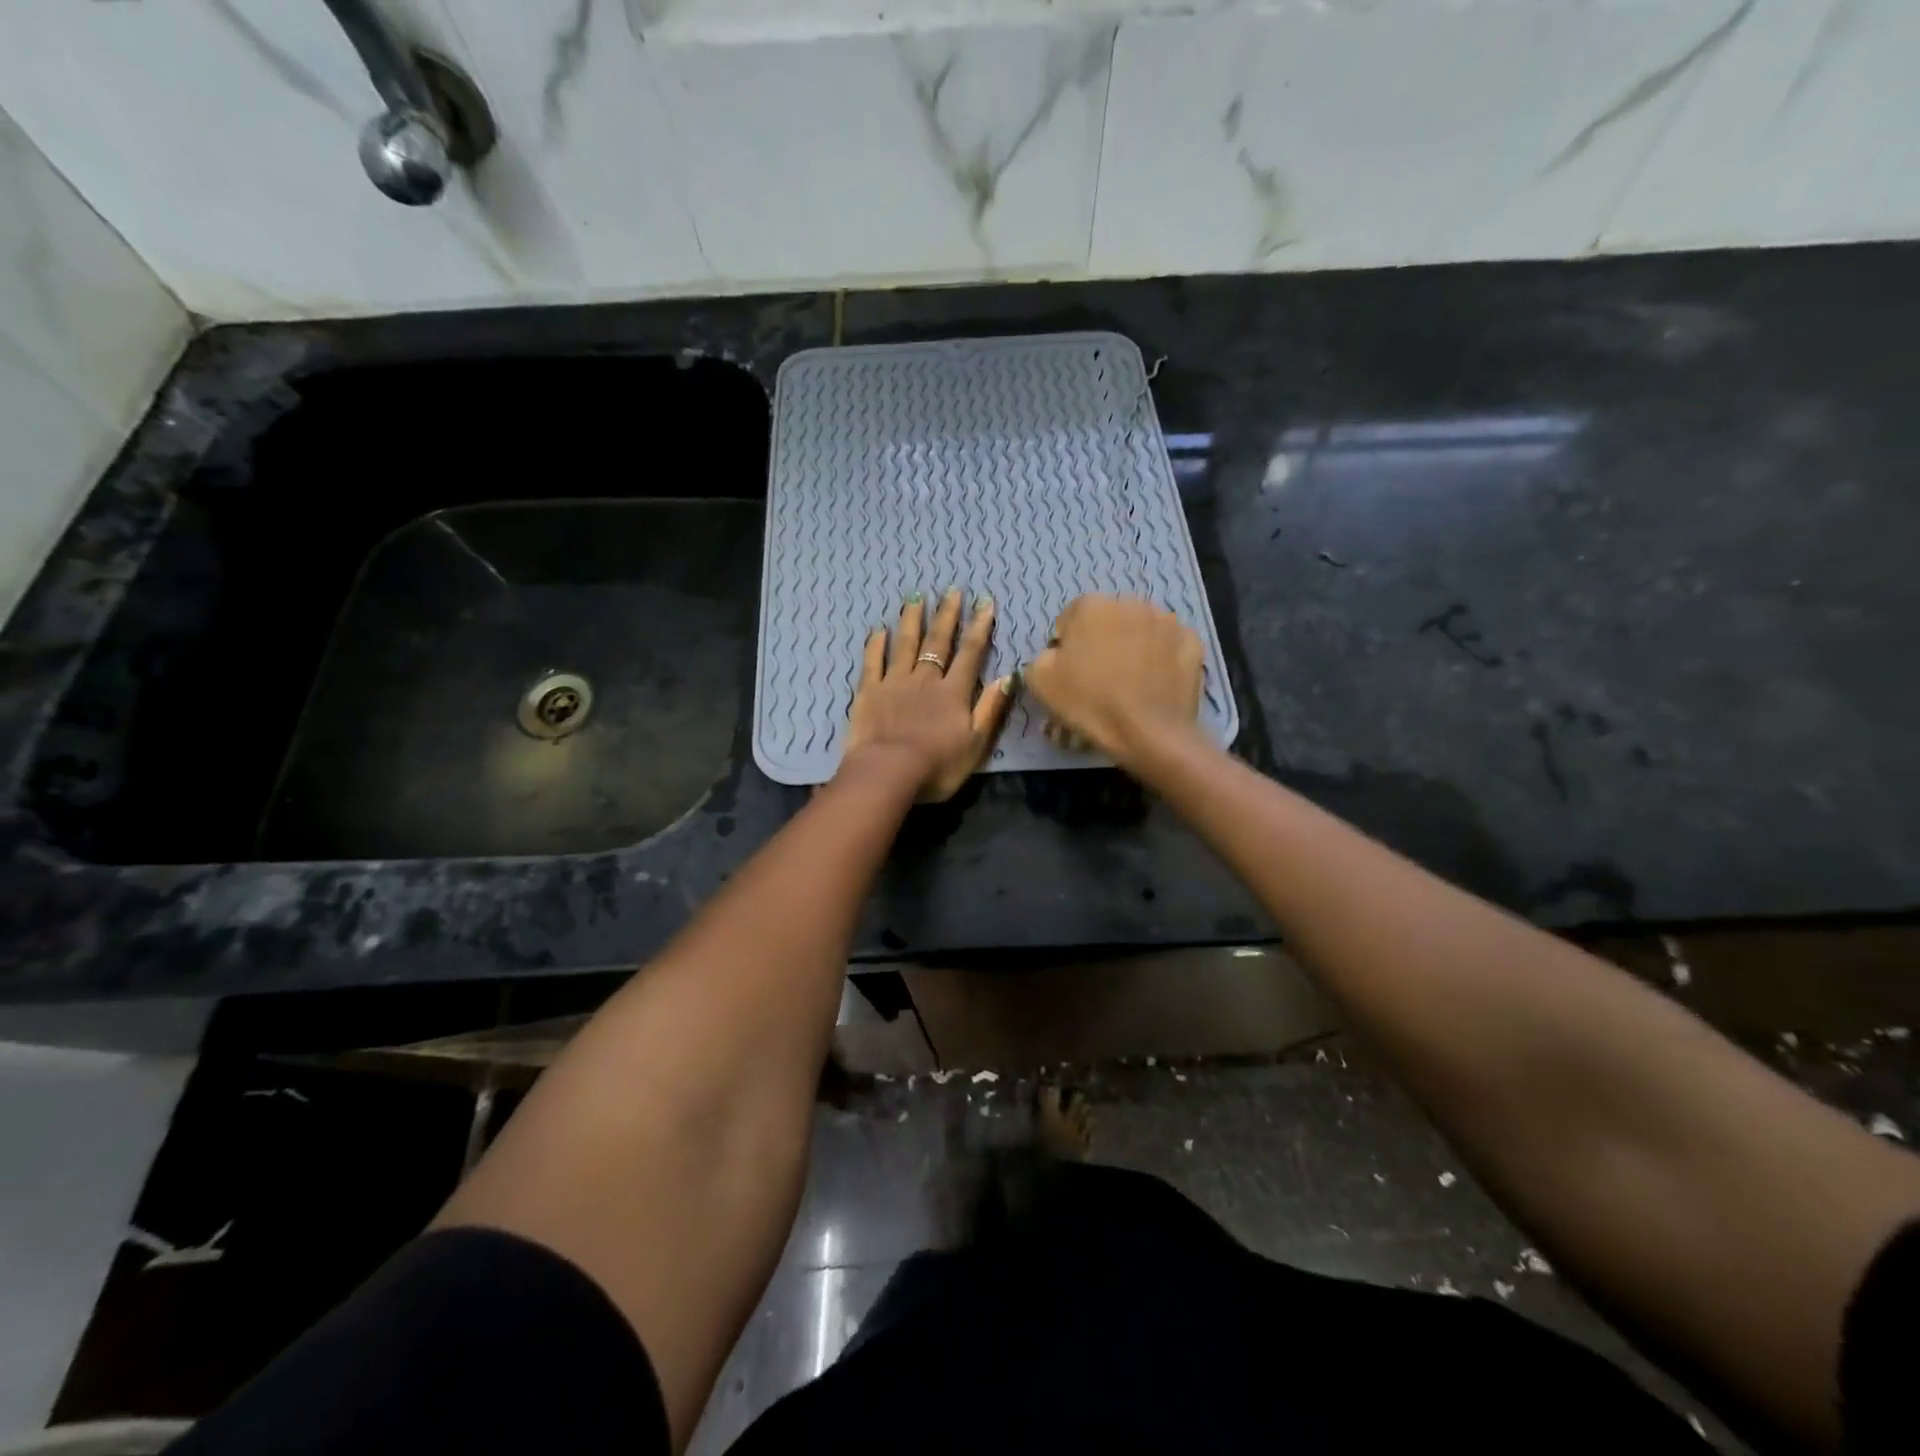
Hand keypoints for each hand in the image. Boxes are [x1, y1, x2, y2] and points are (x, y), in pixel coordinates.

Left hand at [841, 588, 1014, 801]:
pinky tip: (878, 630)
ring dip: (912, 620)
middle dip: (947, 616)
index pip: (970, 654)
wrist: (888, 773)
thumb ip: (990, 708)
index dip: (978, 628)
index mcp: (953, 693)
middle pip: (938, 642)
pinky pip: (873, 662)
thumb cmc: (937, 766)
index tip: (984, 603)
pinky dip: (876, 645)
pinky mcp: (868, 692)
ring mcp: (894, 683)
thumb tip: (1008, 676)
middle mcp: (925, 680)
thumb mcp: (976, 743)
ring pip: (905, 644)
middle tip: (952, 591)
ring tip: (917, 598)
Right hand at [1022, 594, 1203, 768]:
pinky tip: (1155, 683)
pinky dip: (1163, 658)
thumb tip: (1056, 654)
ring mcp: (1167, 621)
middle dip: (1103, 640)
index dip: (1068, 643)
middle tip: (1099, 676)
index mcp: (1092, 605)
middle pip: (1110, 619)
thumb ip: (1041, 657)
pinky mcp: (1193, 642)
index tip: (1069, 670)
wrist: (1148, 732)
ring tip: (1131, 680)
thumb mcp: (1040, 681)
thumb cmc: (1089, 702)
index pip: (1072, 616)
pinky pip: (1170, 646)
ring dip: (1134, 645)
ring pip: (1142, 629)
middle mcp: (1132, 602)